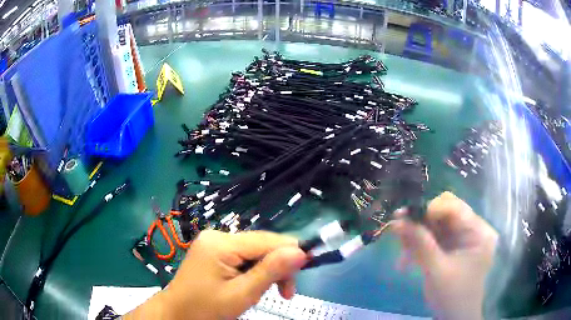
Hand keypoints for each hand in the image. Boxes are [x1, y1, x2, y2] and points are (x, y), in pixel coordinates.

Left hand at [125, 230, 306, 319]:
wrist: (177, 314)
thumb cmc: (207, 309)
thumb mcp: (242, 294)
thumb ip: (271, 272)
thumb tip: (301, 251)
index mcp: (221, 243)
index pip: (267, 240)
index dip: (290, 253)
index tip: (303, 273)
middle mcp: (217, 235)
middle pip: (261, 245)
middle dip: (278, 267)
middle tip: (285, 293)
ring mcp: (213, 242)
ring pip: (254, 251)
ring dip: (267, 271)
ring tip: (271, 292)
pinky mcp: (213, 251)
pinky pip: (243, 256)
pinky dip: (253, 271)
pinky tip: (253, 284)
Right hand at [392, 192, 497, 319]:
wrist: (455, 318)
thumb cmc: (452, 296)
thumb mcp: (436, 270)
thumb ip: (420, 243)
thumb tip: (398, 220)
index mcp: (478, 231)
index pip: (454, 207)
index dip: (429, 209)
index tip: (404, 217)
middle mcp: (472, 230)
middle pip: (444, 214)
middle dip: (420, 223)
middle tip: (397, 231)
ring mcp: (462, 239)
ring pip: (435, 226)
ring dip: (417, 236)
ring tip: (401, 252)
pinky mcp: (453, 248)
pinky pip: (434, 239)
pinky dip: (419, 246)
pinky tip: (406, 259)